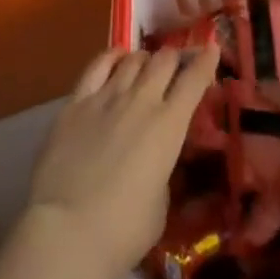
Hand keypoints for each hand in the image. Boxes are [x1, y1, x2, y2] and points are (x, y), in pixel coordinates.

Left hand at [23, 47, 217, 278]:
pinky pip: (98, 65)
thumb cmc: (123, 230)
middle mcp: (141, 101)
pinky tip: (116, 58)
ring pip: (133, 59)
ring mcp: (106, 96)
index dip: (205, 61)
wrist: (68, 229)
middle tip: (178, 64)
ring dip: (145, 59)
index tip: (211, 49)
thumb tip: (154, 159)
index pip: (193, 81)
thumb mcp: (160, 204)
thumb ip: (162, 171)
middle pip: (164, 60)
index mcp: (169, 126)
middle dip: (175, 58)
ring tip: (146, 66)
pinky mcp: (76, 101)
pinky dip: (112, 56)